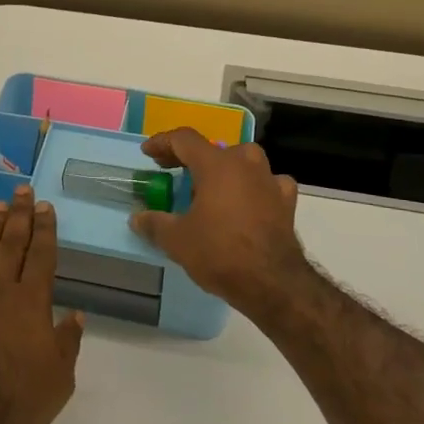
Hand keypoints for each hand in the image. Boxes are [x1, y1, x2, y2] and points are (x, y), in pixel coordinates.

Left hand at [0, 186, 85, 423]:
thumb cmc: (16, 399)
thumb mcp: (59, 379)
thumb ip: (67, 343)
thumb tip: (76, 314)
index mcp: (31, 302)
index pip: (41, 255)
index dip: (45, 229)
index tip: (45, 206)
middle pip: (12, 243)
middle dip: (20, 215)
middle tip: (22, 191)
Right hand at [128, 129, 309, 310]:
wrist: (272, 283)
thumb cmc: (220, 253)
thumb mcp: (177, 240)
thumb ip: (154, 224)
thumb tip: (137, 218)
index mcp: (216, 164)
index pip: (184, 139)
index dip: (162, 143)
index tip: (148, 153)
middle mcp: (245, 162)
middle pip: (214, 149)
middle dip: (191, 159)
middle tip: (174, 173)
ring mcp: (269, 179)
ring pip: (243, 162)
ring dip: (224, 170)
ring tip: (210, 188)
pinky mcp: (286, 200)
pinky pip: (267, 183)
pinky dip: (254, 188)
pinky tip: (249, 202)